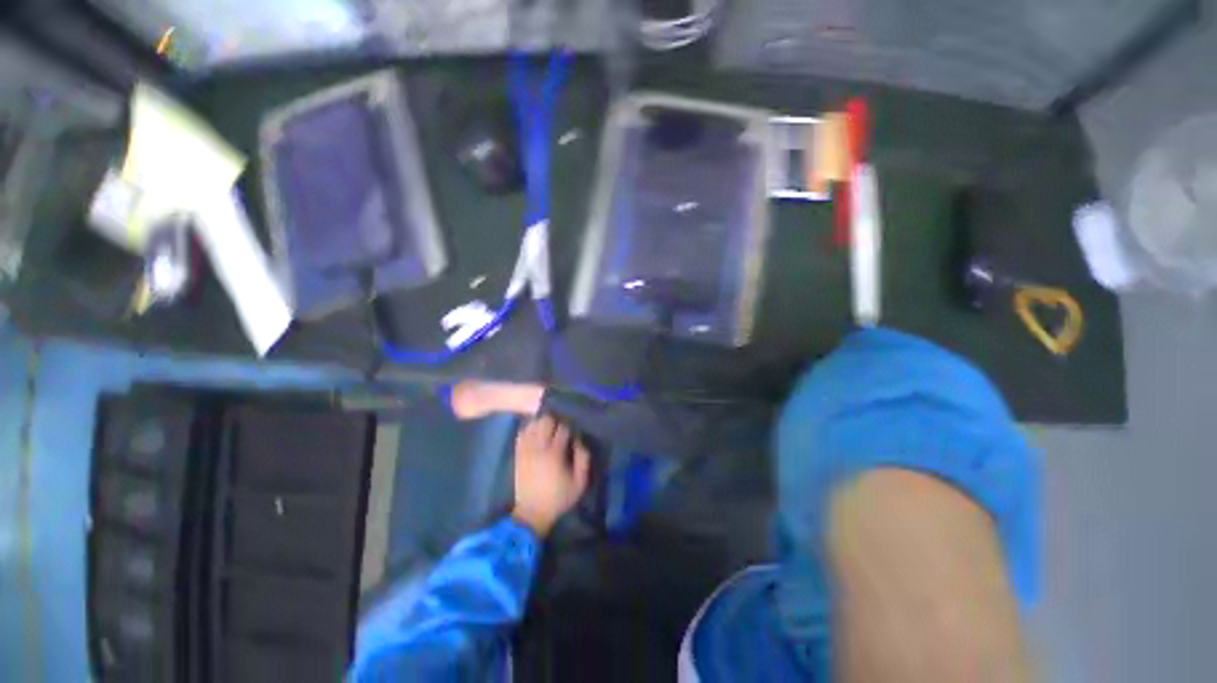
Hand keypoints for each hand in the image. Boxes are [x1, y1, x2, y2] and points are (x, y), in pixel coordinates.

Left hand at [511, 415, 589, 536]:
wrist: (532, 513)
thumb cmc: (559, 498)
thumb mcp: (579, 483)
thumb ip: (583, 460)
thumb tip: (579, 441)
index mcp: (555, 454)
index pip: (562, 429)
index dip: (569, 429)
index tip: (571, 436)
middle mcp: (538, 448)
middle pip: (545, 421)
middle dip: (554, 422)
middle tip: (559, 430)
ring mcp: (526, 450)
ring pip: (532, 424)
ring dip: (541, 424)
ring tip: (547, 430)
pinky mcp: (518, 454)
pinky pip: (521, 433)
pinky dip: (528, 429)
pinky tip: (535, 433)